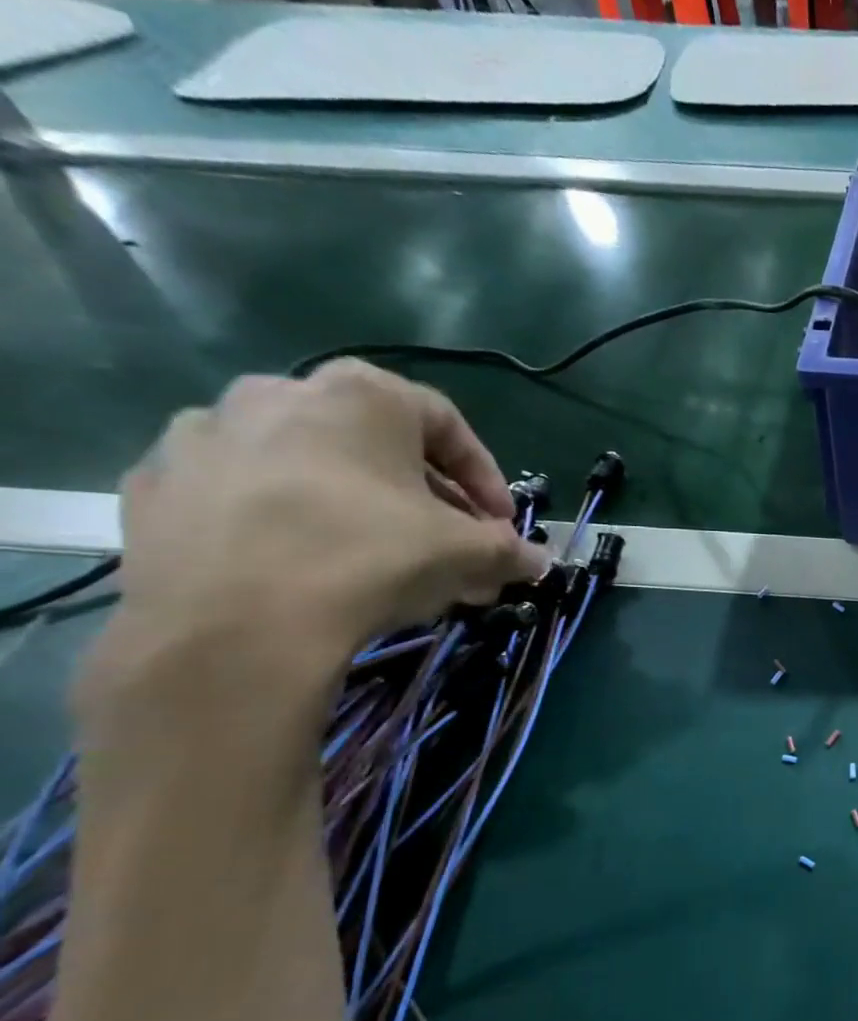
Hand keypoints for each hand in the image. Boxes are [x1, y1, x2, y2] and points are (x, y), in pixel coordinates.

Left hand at [112, 360, 546, 662]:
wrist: (233, 626)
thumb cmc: (371, 558)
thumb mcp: (469, 554)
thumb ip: (510, 550)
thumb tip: (540, 562)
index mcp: (360, 395)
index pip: (446, 423)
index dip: (485, 476)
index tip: (499, 523)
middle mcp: (278, 394)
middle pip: (375, 444)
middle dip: (423, 497)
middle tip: (446, 544)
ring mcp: (204, 435)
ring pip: (306, 465)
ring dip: (352, 504)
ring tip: (376, 558)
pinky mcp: (155, 484)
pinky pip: (242, 493)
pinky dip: (280, 519)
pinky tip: (302, 564)